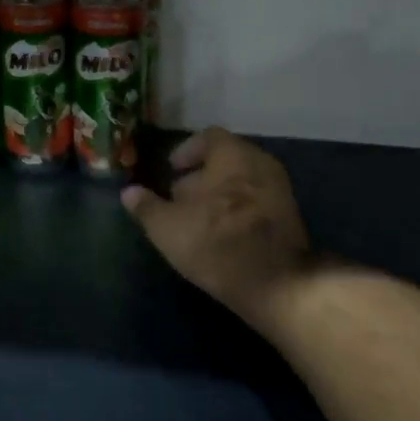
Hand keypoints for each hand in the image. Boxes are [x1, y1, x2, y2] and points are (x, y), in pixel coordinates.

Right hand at [122, 128, 310, 333]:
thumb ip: (146, 206)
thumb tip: (129, 192)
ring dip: (220, 194)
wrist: (276, 283)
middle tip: (180, 197)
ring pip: (243, 181)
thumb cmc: (215, 242)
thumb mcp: (167, 227)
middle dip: (202, 175)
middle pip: (227, 159)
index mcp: (233, 155)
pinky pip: (258, 201)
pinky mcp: (291, 217)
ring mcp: (281, 190)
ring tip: (198, 219)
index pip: (208, 137)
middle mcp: (261, 163)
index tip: (172, 170)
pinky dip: (239, 209)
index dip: (186, 151)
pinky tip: (222, 234)